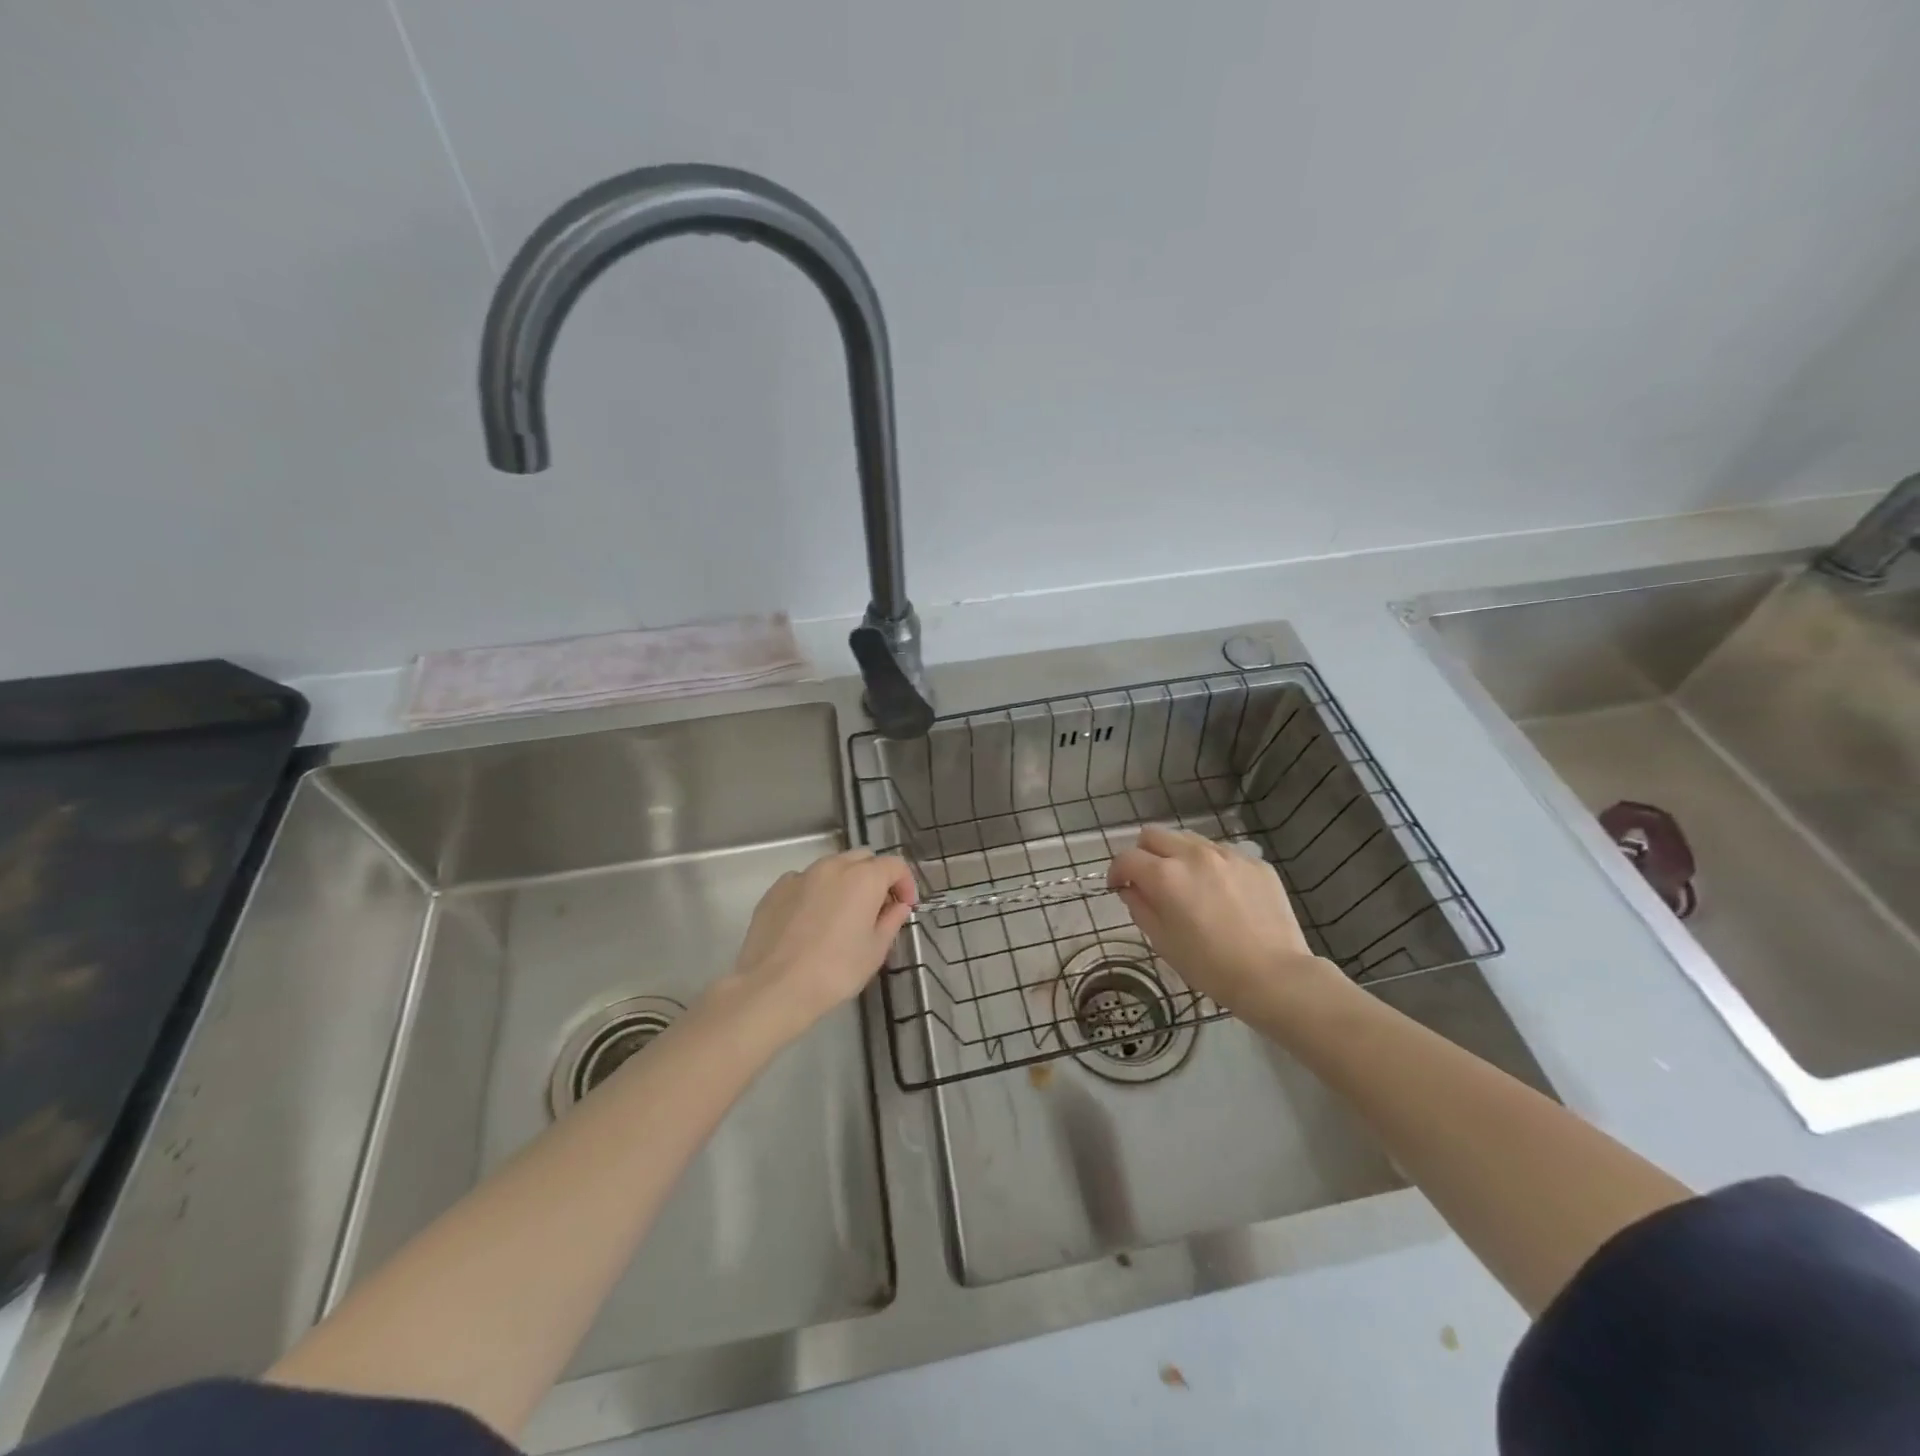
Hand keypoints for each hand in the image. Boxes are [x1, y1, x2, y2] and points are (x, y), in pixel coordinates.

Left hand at [727, 849, 915, 1032]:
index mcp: (864, 878)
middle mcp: (833, 867)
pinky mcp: (776, 889)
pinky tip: (811, 921)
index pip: (895, 865)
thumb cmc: (835, 971)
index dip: (905, 883)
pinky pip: (805, 881)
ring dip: (845, 882)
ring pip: (832, 867)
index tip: (905, 907)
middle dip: (876, 877)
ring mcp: (801, 875)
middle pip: (863, 859)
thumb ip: (891, 921)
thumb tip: (897, 906)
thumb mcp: (875, 951)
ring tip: (842, 915)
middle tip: (877, 909)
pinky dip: (816, 892)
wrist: (774, 987)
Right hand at [1107, 826, 1345, 1016]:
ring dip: (1177, 856)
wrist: (1275, 976)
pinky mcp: (1255, 862)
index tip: (1119, 888)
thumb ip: (1140, 907)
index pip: (1126, 857)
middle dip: (1143, 854)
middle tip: (1149, 880)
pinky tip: (1222, 893)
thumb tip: (1132, 889)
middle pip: (1154, 835)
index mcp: (1165, 875)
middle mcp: (1193, 855)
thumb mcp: (1163, 942)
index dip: (1117, 872)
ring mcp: (1227, 855)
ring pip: (1188, 839)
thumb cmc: (1210, 966)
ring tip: (1188, 885)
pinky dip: (1211, 865)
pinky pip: (1222, 853)